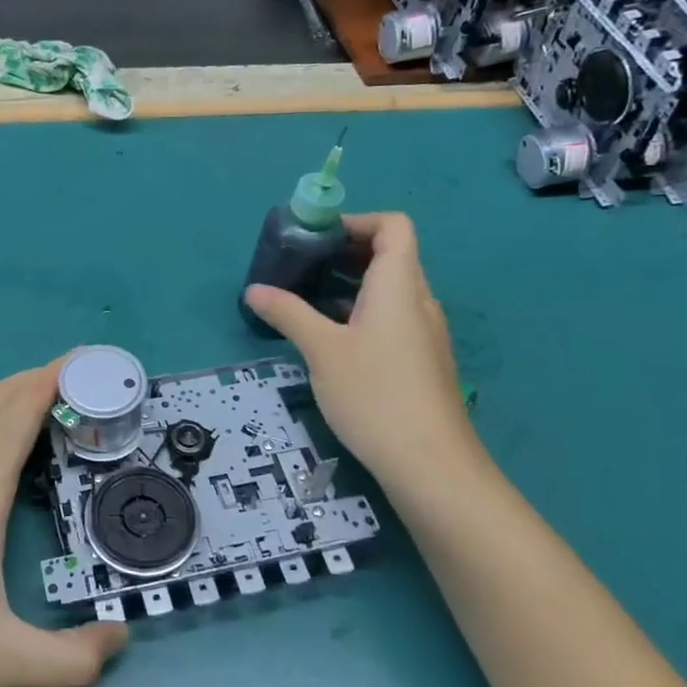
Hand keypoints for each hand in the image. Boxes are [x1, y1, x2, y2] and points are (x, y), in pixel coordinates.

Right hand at [245, 212, 484, 502]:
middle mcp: (418, 300)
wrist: (431, 465)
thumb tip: (254, 290)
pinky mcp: (420, 360)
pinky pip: (390, 318)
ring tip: (306, 300)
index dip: (356, 222)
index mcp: (399, 285)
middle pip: (389, 255)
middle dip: (343, 253)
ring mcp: (423, 332)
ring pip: (388, 290)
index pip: (393, 226)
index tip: (316, 238)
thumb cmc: (375, 395)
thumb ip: (288, 314)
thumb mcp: (322, 351)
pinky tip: (330, 339)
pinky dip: (360, 313)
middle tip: (301, 267)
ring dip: (349, 285)